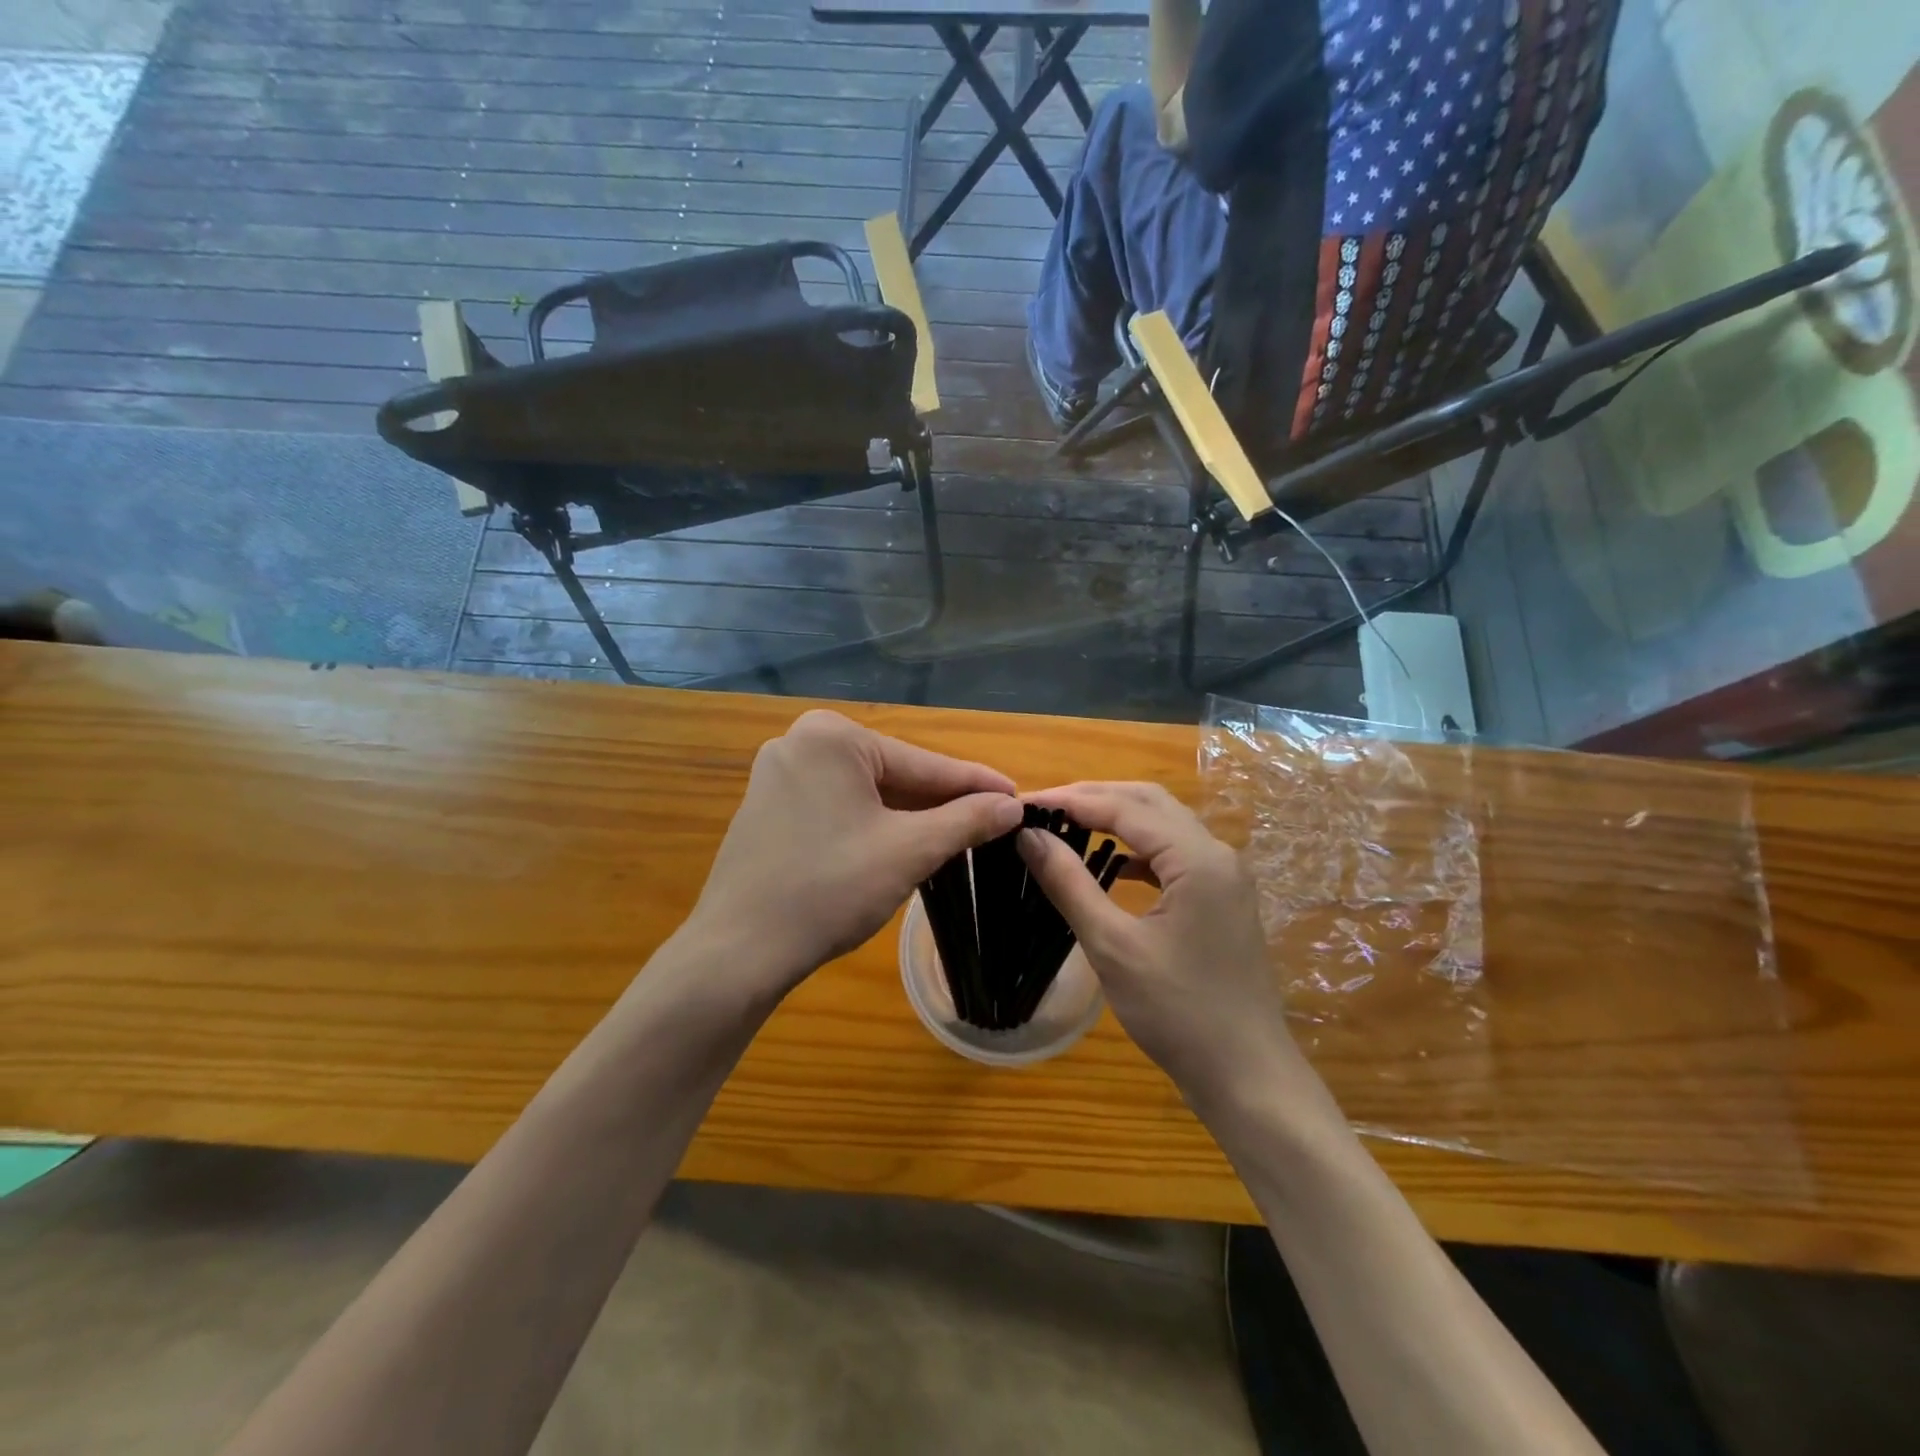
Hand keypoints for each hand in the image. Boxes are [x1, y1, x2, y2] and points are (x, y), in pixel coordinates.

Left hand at [684, 710, 1021, 998]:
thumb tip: (1012, 805)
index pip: (923, 764)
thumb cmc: (828, 890)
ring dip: (910, 817)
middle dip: (941, 803)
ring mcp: (779, 775)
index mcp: (832, 737)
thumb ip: (966, 820)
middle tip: (993, 823)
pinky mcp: (769, 808)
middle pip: (894, 775)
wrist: (739, 952)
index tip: (1018, 796)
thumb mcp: (909, 851)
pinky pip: (839, 808)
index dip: (975, 785)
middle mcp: (800, 742)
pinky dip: (874, 826)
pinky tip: (904, 845)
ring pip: (867, 794)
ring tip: (960, 836)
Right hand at [1016, 782, 1308, 1107]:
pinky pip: (1174, 854)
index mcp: (1197, 858)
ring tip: (1067, 825)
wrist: (1246, 1074)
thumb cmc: (1177, 1012)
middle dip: (1094, 797)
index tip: (1022, 802)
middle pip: (1149, 802)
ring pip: (1164, 825)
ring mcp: (1224, 876)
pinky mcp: (1221, 898)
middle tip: (1042, 807)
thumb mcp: (1112, 946)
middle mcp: (1217, 854)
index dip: (1069, 800)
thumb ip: (1069, 883)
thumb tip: (1028, 837)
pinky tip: (1111, 864)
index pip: (1124, 807)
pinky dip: (1138, 849)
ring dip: (1117, 818)